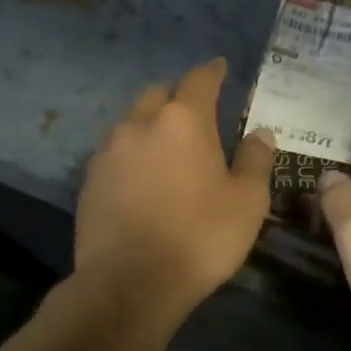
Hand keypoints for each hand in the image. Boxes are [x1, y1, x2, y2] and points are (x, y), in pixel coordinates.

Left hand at [75, 58, 276, 313]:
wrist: (131, 282)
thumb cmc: (200, 237)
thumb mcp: (247, 202)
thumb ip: (255, 160)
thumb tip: (261, 132)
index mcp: (182, 121)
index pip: (199, 80)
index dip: (212, 71)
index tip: (220, 67)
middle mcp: (140, 124)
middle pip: (158, 94)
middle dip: (177, 96)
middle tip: (194, 111)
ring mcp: (108, 151)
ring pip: (131, 123)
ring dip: (150, 126)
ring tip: (166, 147)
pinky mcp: (89, 180)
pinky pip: (114, 154)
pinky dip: (131, 156)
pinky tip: (140, 178)